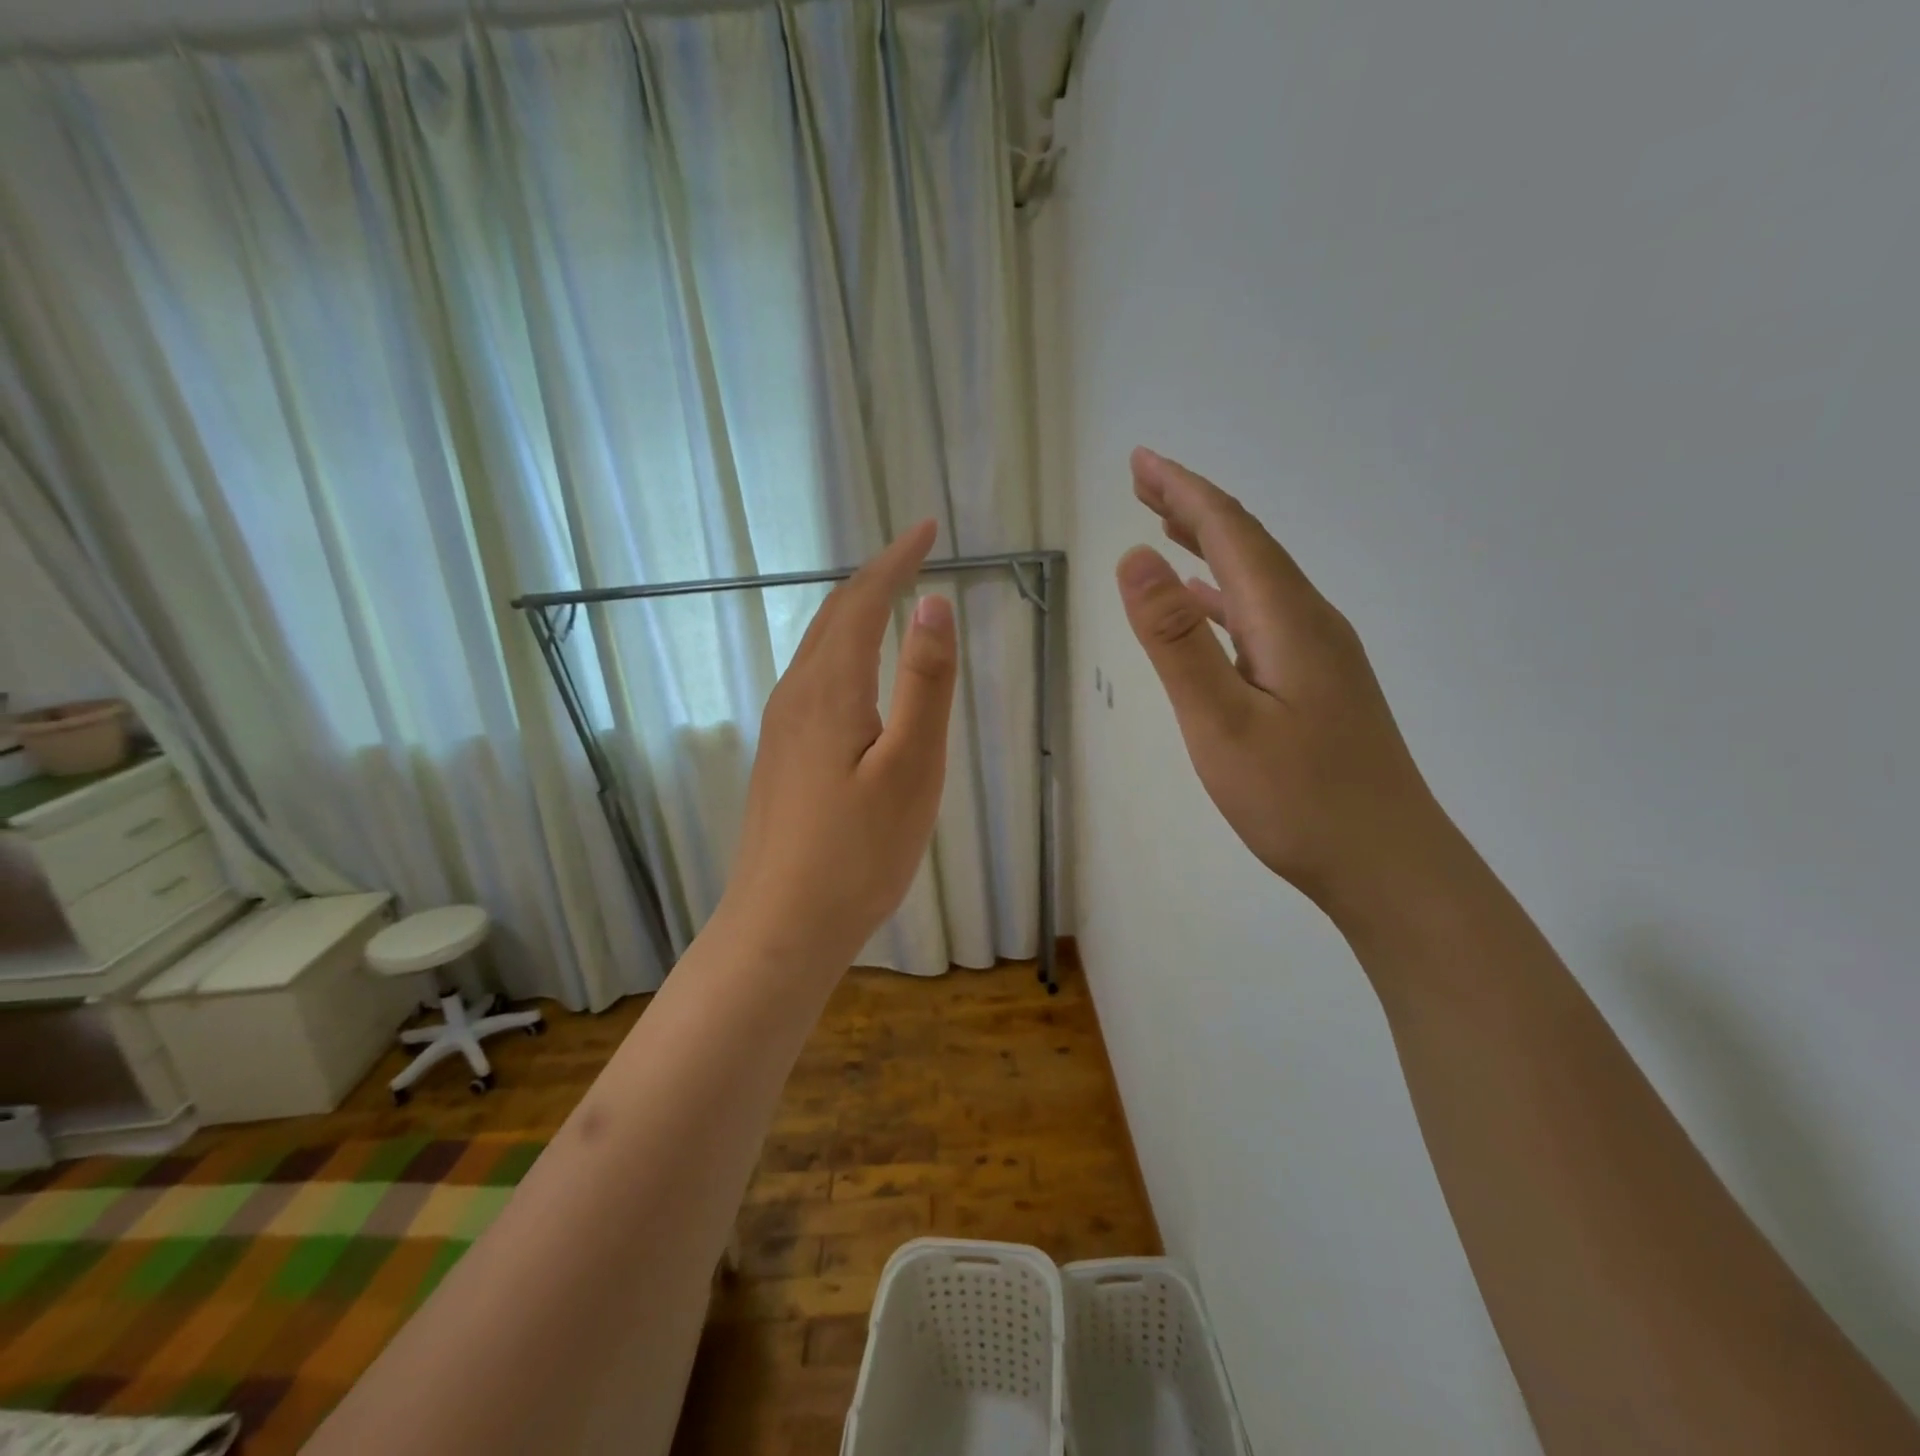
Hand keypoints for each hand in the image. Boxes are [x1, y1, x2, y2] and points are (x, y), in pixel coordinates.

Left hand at [715, 520, 957, 971]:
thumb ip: (923, 684)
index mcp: (830, 690)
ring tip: (890, 597)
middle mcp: (797, 697)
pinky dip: (841, 650)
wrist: (781, 926)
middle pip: (833, 617)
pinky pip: (812, 679)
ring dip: (855, 612)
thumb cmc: (858, 853)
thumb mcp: (911, 767)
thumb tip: (933, 604)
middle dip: (875, 577)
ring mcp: (781, 728)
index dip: (896, 561)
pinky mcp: (780, 757)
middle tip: (914, 553)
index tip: (927, 529)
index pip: (863, 602)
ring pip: (818, 648)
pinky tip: (855, 671)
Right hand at [1116, 448, 1456, 926]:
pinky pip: (1262, 617)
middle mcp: (1310, 622)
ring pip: (1257, 580)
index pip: (1232, 532)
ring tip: (1166, 529)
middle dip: (1194, 507)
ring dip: (1210, 548)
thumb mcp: (1221, 722)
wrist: (1387, 864)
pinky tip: (1207, 610)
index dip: (1184, 492)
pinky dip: (1225, 597)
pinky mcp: (1317, 684)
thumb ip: (1177, 641)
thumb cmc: (1298, 800)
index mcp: (1288, 619)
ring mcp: (1319, 654)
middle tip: (1143, 482)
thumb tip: (1135, 557)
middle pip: (1249, 545)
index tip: (1140, 462)